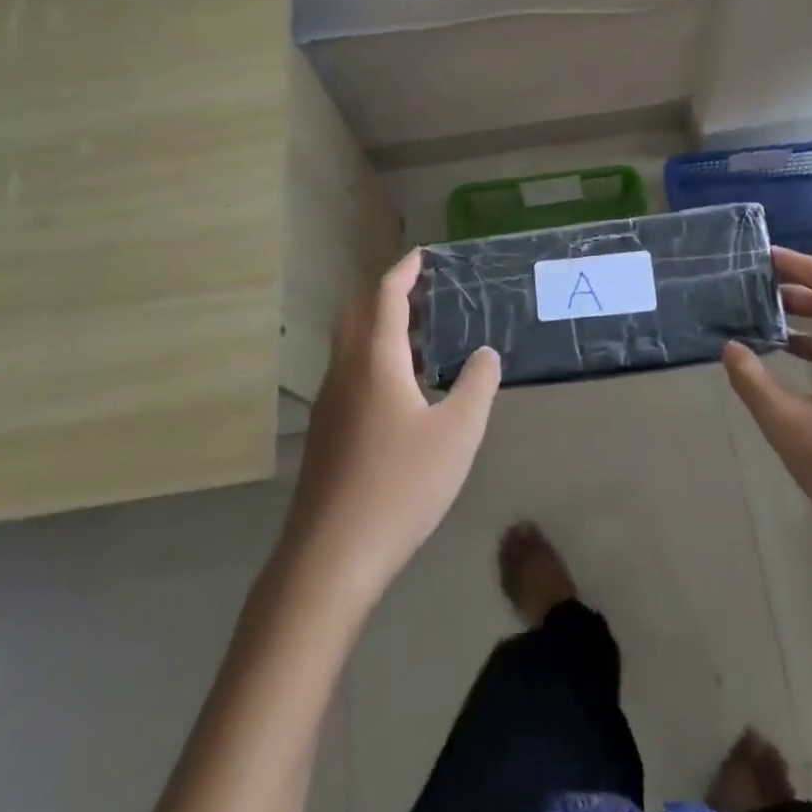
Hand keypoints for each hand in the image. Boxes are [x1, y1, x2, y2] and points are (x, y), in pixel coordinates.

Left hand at [282, 249, 501, 601]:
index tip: (422, 254)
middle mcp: (345, 370)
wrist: (331, 556)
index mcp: (376, 360)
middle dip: (388, 292)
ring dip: (380, 325)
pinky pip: (349, 371)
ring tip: (421, 334)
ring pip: (351, 343)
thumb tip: (486, 353)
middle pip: (359, 312)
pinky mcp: (325, 430)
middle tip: (425, 290)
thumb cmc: (400, 486)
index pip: (386, 296)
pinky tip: (401, 387)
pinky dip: (373, 356)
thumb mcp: (457, 435)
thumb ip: (476, 386)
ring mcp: (329, 401)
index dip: (405, 270)